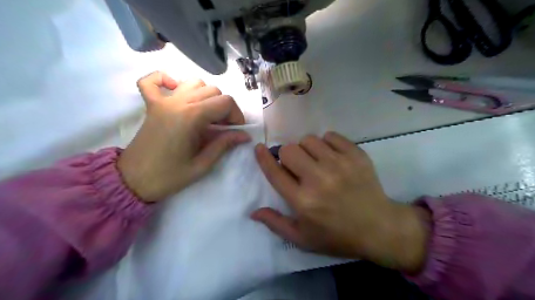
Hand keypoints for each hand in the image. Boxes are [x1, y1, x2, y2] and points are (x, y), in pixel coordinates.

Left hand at [118, 71, 249, 202]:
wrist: (133, 181)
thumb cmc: (169, 176)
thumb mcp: (202, 165)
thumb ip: (224, 144)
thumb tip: (244, 136)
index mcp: (192, 117)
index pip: (225, 102)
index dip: (237, 115)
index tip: (236, 131)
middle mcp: (178, 102)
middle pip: (213, 91)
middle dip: (225, 108)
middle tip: (223, 128)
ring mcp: (163, 101)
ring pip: (194, 83)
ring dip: (206, 95)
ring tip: (207, 114)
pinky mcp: (151, 105)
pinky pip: (153, 80)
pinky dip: (166, 79)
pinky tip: (175, 89)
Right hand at [251, 132, 428, 272]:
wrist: (379, 227)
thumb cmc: (337, 235)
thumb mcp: (303, 238)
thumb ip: (276, 223)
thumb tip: (253, 212)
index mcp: (303, 201)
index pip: (275, 173)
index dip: (263, 158)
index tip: (259, 148)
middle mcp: (319, 179)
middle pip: (289, 150)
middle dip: (287, 156)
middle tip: (297, 167)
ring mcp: (339, 165)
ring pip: (309, 140)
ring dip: (306, 150)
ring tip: (316, 162)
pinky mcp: (356, 155)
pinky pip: (330, 136)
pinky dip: (327, 143)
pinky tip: (332, 157)